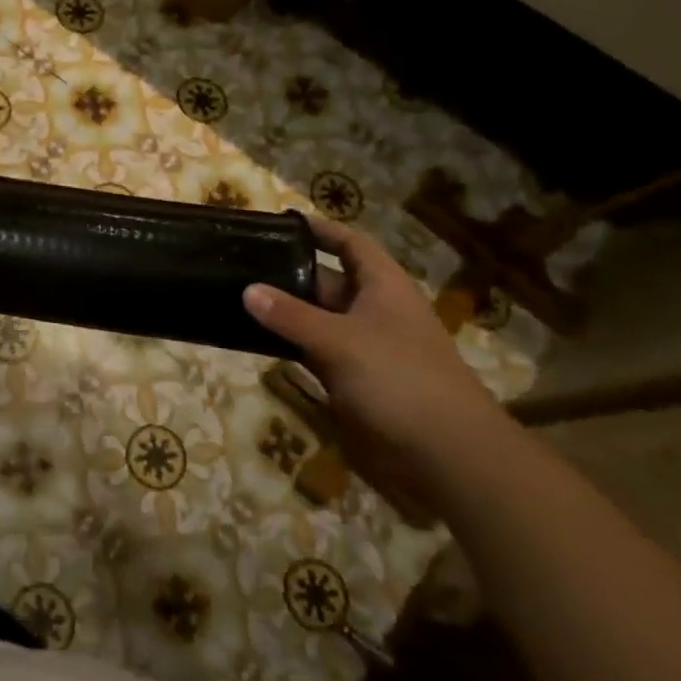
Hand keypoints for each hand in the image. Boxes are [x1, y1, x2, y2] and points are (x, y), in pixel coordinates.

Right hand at [243, 216, 509, 522]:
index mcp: (383, 288)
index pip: (351, 244)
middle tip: (240, 263)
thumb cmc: (399, 380)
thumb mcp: (340, 340)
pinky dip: (287, 345)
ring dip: (282, 312)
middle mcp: (373, 312)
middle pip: (327, 281)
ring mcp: (362, 349)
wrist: (445, 456)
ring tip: (235, 296)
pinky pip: (313, 353)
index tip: (280, 224)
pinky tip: (253, 340)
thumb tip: (247, 289)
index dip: (321, 231)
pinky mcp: (351, 382)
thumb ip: (291, 315)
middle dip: (288, 273)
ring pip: (316, 319)